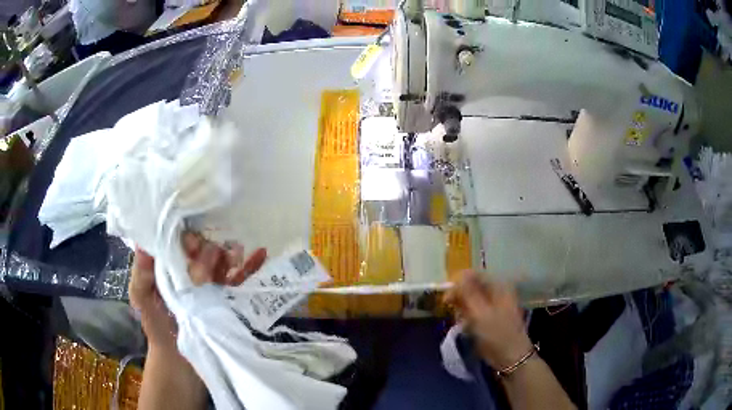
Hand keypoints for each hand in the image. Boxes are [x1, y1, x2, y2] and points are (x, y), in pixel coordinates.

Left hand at [129, 232, 267, 348]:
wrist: (181, 361)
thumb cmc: (158, 328)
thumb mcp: (142, 301)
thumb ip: (141, 276)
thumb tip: (143, 243)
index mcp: (172, 266)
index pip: (182, 242)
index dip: (188, 239)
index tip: (191, 246)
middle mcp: (192, 270)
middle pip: (205, 249)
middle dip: (209, 252)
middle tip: (206, 269)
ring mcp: (212, 283)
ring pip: (224, 260)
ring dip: (231, 253)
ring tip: (236, 256)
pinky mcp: (227, 298)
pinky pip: (240, 278)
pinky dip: (250, 265)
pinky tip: (261, 254)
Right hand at [446, 270, 532, 369]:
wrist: (510, 356)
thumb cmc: (496, 334)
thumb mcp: (480, 313)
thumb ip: (468, 293)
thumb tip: (458, 275)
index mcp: (498, 286)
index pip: (473, 275)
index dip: (458, 284)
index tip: (446, 299)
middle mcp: (497, 291)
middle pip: (471, 287)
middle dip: (460, 299)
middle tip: (453, 313)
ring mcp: (495, 304)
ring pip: (471, 300)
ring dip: (462, 310)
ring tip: (462, 323)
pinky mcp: (491, 316)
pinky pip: (474, 311)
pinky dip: (467, 317)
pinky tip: (466, 327)